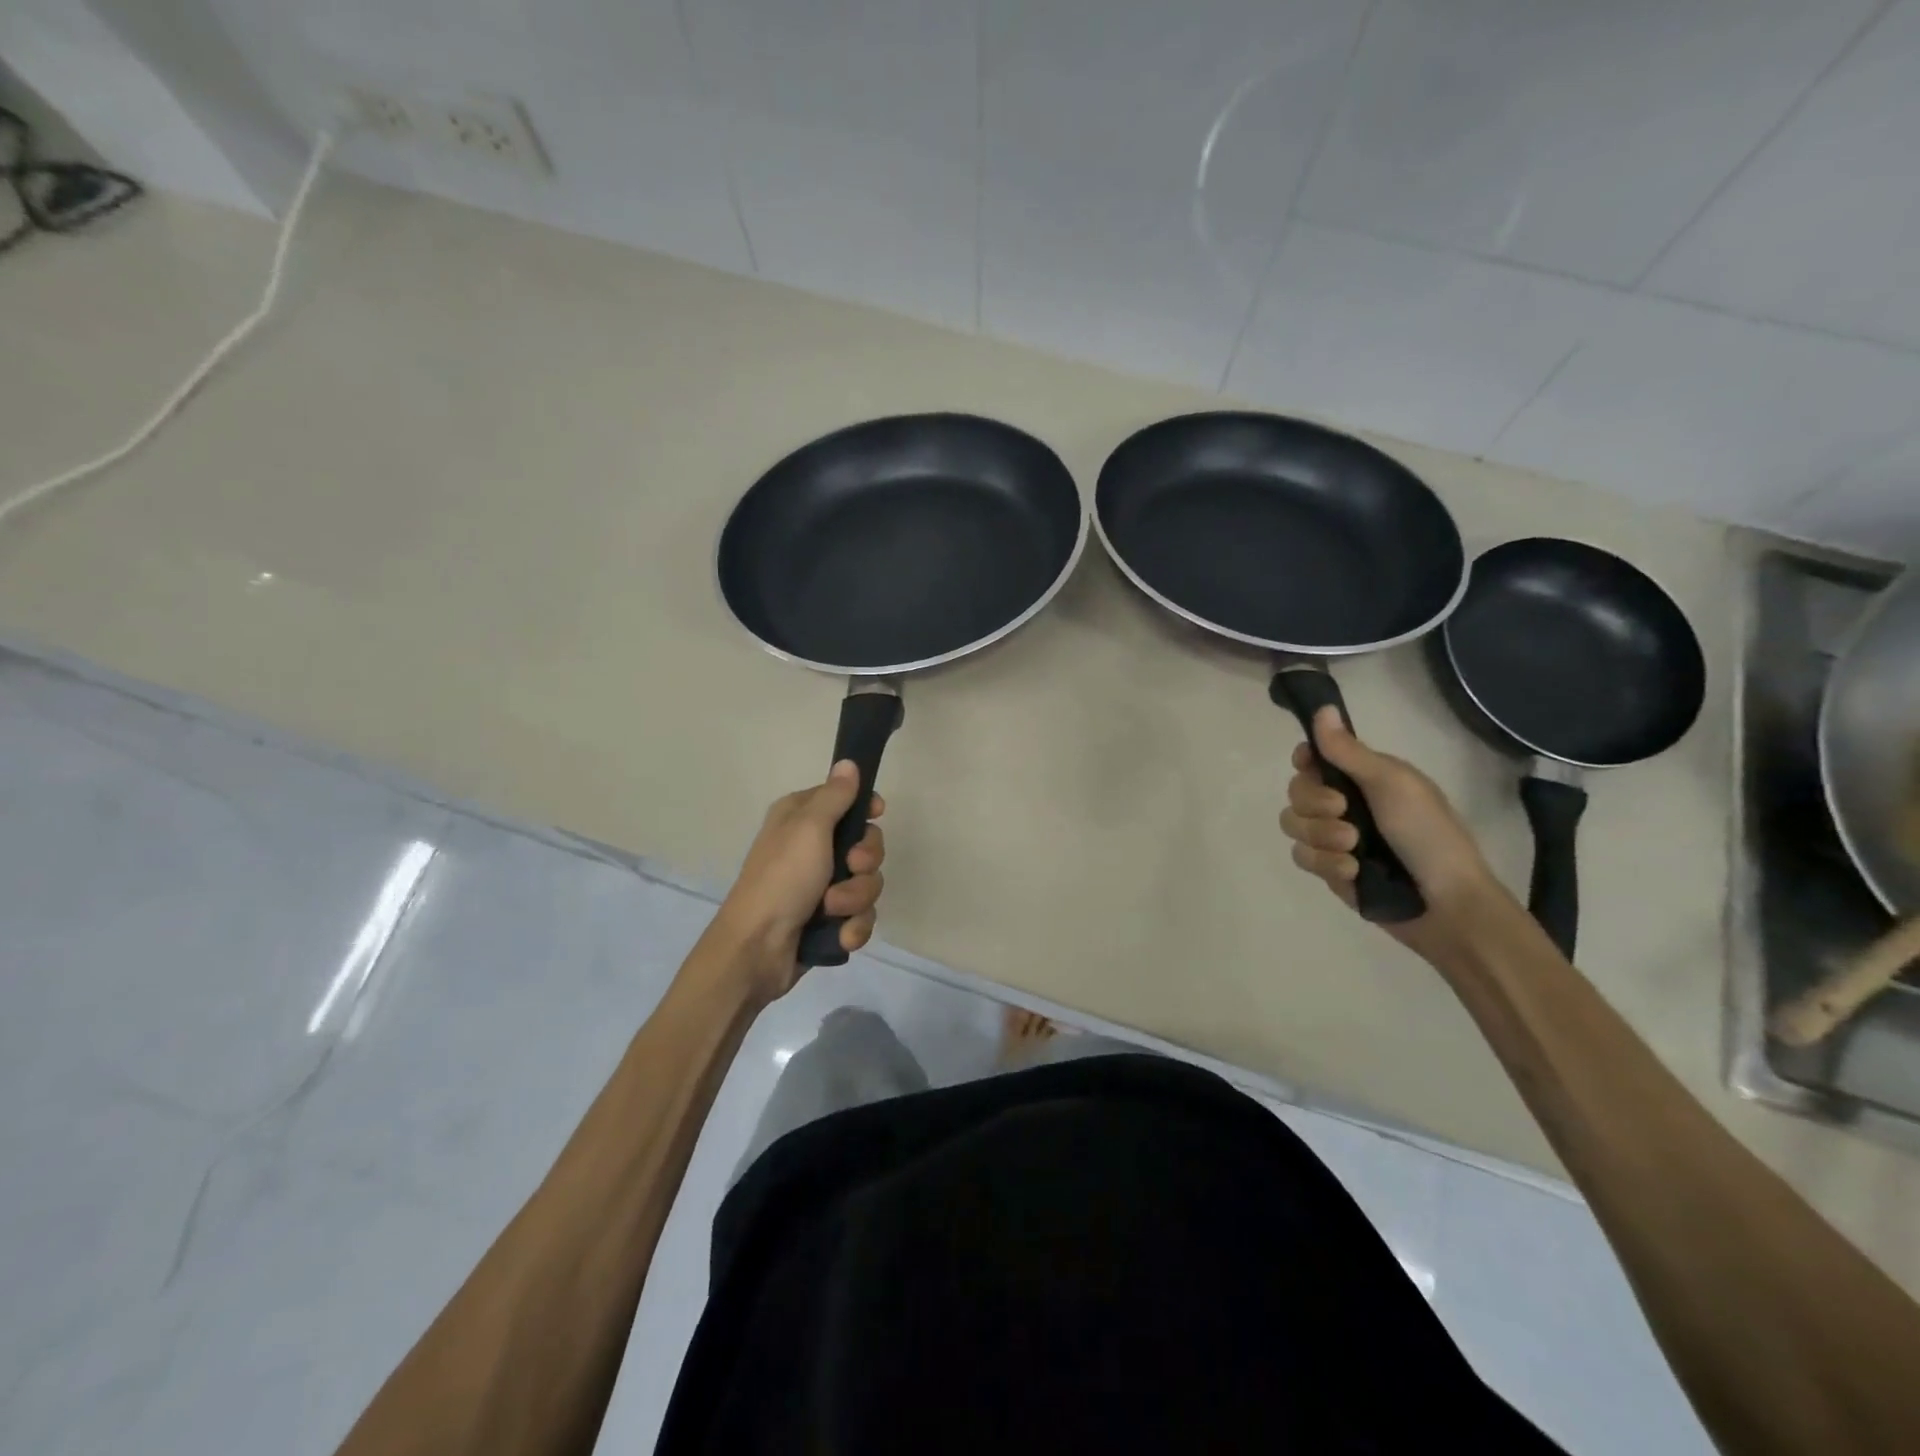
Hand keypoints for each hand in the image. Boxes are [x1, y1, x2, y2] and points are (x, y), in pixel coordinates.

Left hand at [708, 761, 885, 996]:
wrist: (757, 949)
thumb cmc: (782, 878)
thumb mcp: (808, 827)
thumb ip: (834, 796)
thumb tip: (849, 762)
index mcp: (802, 819)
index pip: (846, 801)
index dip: (865, 809)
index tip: (877, 814)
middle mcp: (812, 848)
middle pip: (866, 845)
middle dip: (865, 862)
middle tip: (849, 867)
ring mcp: (821, 887)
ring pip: (867, 883)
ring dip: (856, 898)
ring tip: (832, 910)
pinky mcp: (829, 920)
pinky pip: (861, 916)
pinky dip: (853, 926)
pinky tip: (840, 935)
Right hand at [1280, 707, 1507, 951]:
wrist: (1448, 904)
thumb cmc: (1428, 834)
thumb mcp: (1392, 784)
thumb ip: (1349, 751)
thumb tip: (1322, 708)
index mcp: (1363, 778)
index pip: (1314, 759)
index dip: (1306, 762)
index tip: (1310, 767)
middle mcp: (1345, 804)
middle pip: (1296, 792)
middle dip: (1315, 805)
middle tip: (1344, 812)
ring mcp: (1335, 838)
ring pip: (1294, 826)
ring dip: (1322, 837)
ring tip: (1354, 850)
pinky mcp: (1330, 870)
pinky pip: (1303, 858)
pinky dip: (1327, 864)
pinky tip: (1354, 873)